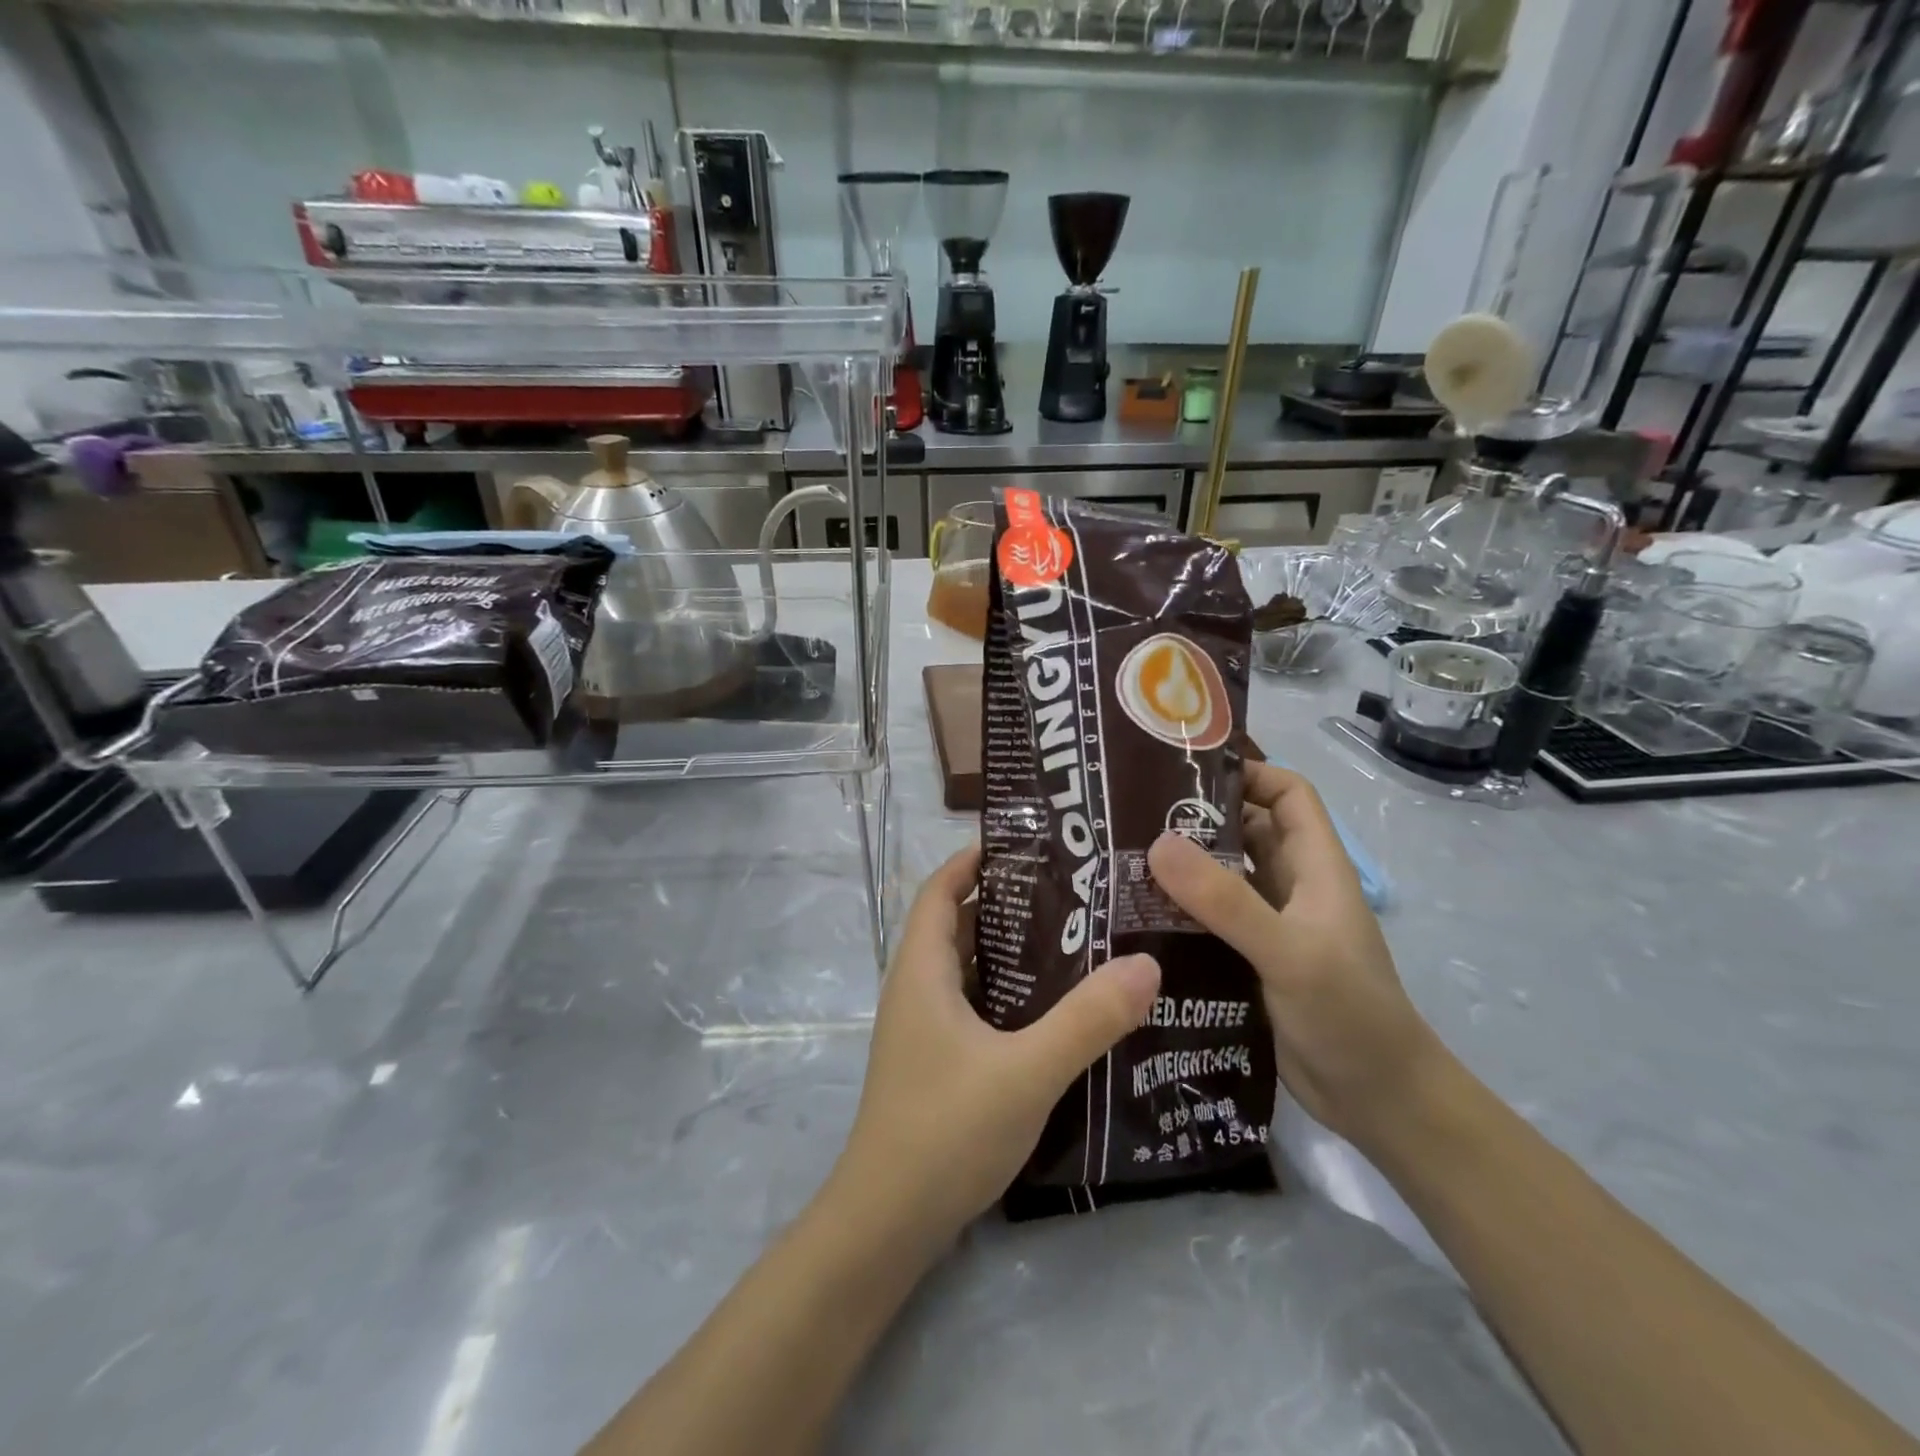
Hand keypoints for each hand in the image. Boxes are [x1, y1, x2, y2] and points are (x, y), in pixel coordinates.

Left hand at [828, 845, 1161, 1251]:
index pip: (940, 889)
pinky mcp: (937, 1060)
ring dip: (1010, 949)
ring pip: (969, 967)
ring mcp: (924, 1028)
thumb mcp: (1026, 1071)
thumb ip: (1087, 1019)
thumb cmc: (946, 1130)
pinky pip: (974, 1004)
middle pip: (958, 923)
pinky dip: (1008, 992)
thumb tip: (1146, 963)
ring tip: (1074, 937)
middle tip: (1071, 889)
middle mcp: (916, 988)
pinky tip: (1055, 1007)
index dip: (974, 859)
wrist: (888, 1223)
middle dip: (1007, 901)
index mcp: (921, 970)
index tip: (1027, 842)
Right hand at [1146, 764, 1444, 1150]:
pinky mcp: (1248, 960)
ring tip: (1121, 860)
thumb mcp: (1288, 951)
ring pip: (1221, 877)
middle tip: (1131, 814)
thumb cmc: (1349, 1014)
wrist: (1378, 1103)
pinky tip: (1136, 916)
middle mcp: (1291, 887)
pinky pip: (1208, 920)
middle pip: (1244, 831)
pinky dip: (1178, 911)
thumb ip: (1226, 900)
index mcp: (1314, 866)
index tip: (1185, 774)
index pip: (1287, 794)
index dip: (1248, 774)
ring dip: (1181, 867)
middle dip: (1196, 818)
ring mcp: (1269, 925)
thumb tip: (1157, 842)